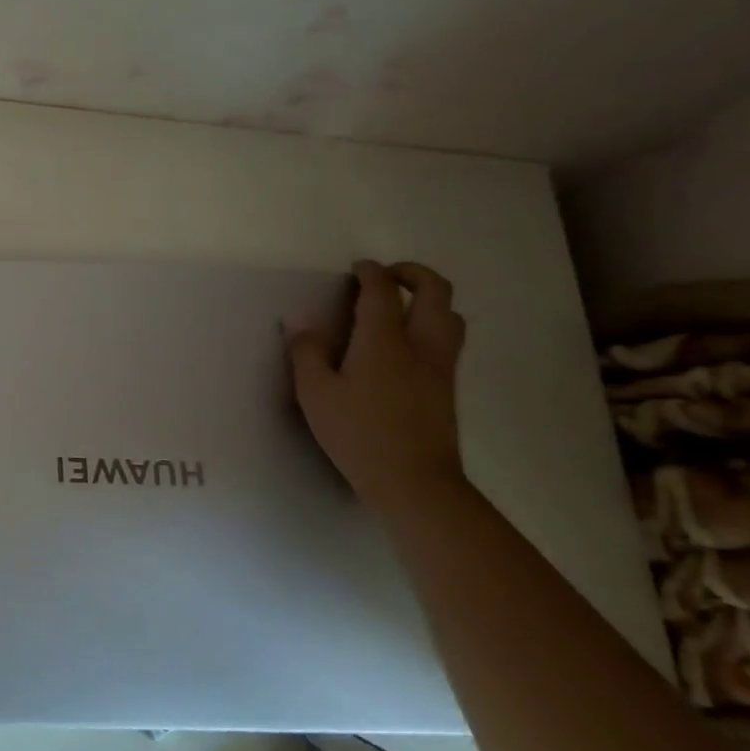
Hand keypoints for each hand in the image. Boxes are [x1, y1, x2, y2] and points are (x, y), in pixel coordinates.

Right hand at [286, 261, 469, 517]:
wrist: (414, 482)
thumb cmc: (358, 434)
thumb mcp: (315, 394)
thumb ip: (306, 352)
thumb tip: (299, 321)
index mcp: (384, 341)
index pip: (382, 292)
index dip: (370, 273)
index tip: (357, 268)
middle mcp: (421, 345)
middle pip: (435, 291)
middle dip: (412, 273)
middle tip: (386, 276)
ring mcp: (440, 366)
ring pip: (450, 315)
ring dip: (429, 299)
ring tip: (401, 305)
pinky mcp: (447, 387)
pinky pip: (448, 339)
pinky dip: (433, 324)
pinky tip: (407, 343)